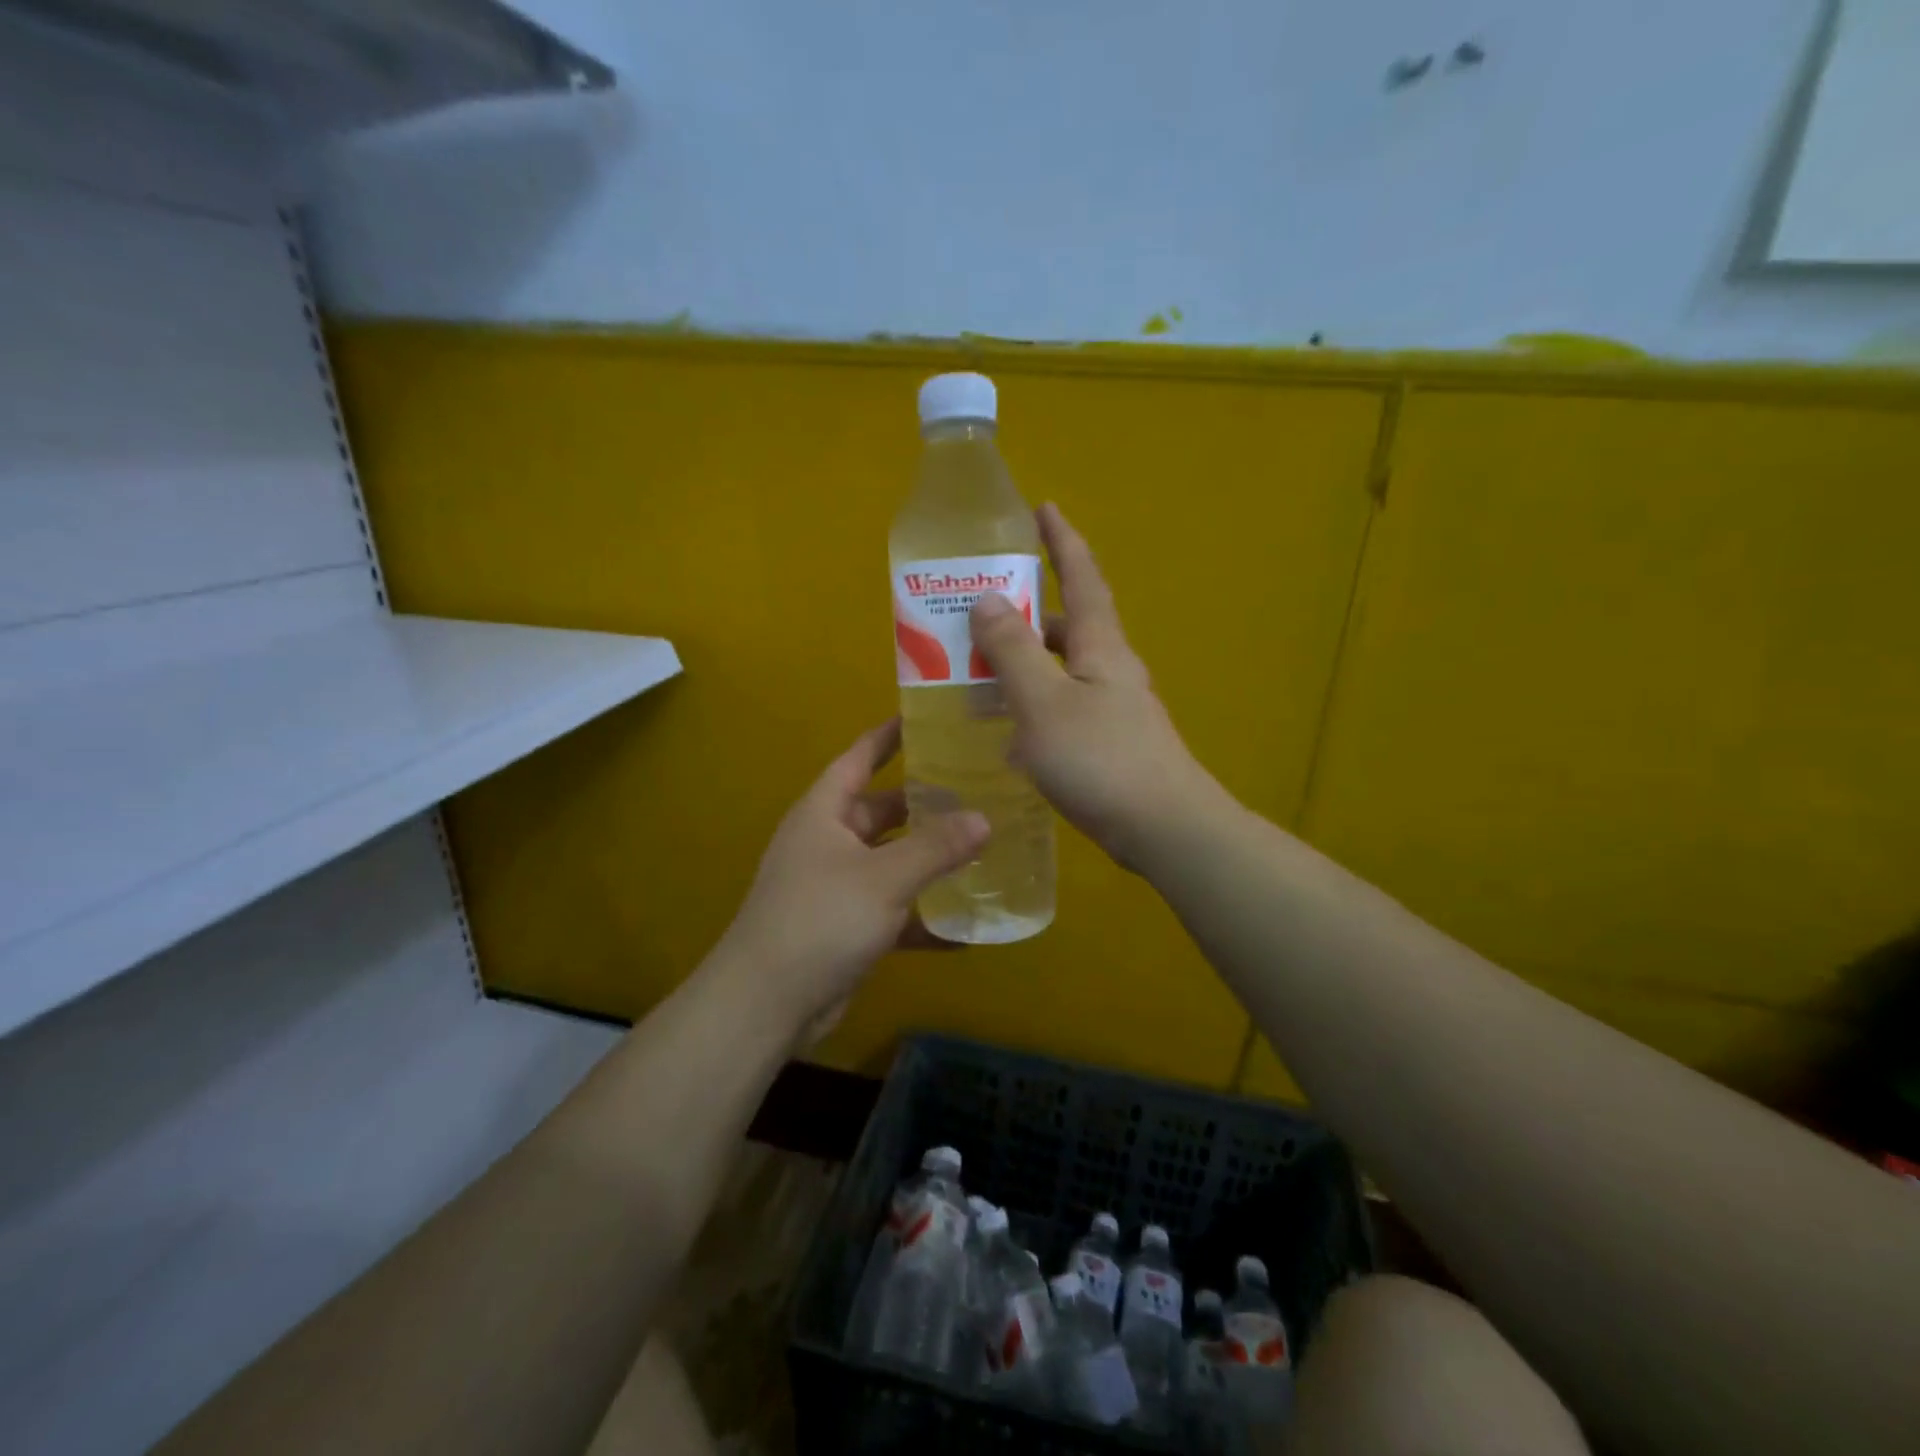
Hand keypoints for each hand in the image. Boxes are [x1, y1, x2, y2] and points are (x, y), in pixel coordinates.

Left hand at [715, 720, 989, 1037]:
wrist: (767, 1003)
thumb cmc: (820, 919)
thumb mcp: (884, 877)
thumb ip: (936, 847)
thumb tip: (984, 818)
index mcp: (824, 813)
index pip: (859, 758)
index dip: (888, 736)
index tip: (925, 718)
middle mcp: (828, 842)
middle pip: (883, 810)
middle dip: (925, 803)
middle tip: (976, 790)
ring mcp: (837, 886)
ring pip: (892, 861)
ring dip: (929, 859)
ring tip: (982, 847)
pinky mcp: (847, 927)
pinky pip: (893, 909)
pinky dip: (923, 915)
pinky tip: (966, 926)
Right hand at [969, 503, 1218, 870]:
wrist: (1163, 828)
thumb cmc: (1100, 758)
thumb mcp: (1043, 701)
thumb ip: (1013, 650)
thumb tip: (988, 598)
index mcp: (1101, 646)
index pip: (1082, 578)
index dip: (1062, 542)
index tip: (1043, 508)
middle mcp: (1111, 669)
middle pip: (1068, 626)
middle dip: (1029, 612)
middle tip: (982, 611)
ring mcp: (1114, 709)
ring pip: (1062, 671)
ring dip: (1025, 663)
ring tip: (979, 670)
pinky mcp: (1110, 745)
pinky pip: (1063, 708)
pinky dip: (1033, 705)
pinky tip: (1007, 731)